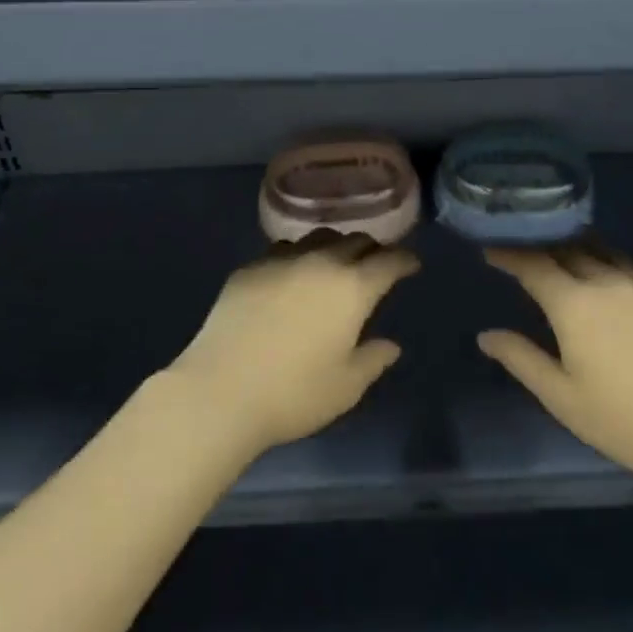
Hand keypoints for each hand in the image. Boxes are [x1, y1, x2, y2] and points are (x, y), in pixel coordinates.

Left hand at [169, 233, 418, 455]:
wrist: (220, 391)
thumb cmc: (293, 393)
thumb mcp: (346, 387)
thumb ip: (373, 360)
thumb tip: (389, 345)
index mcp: (352, 288)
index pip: (389, 261)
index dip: (404, 260)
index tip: (411, 265)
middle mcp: (320, 262)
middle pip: (354, 240)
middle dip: (371, 249)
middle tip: (375, 264)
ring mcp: (281, 260)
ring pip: (318, 238)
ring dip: (334, 247)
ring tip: (334, 264)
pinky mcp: (249, 268)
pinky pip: (283, 250)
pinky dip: (299, 257)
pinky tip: (292, 276)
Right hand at [479, 244, 632, 495]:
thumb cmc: (621, 420)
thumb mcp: (560, 396)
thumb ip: (520, 358)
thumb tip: (485, 336)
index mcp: (574, 304)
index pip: (532, 264)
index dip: (508, 253)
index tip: (490, 249)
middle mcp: (606, 281)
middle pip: (566, 249)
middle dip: (541, 247)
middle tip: (523, 252)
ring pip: (601, 251)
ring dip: (576, 250)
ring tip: (562, 259)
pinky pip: (630, 266)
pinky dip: (610, 265)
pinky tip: (609, 281)